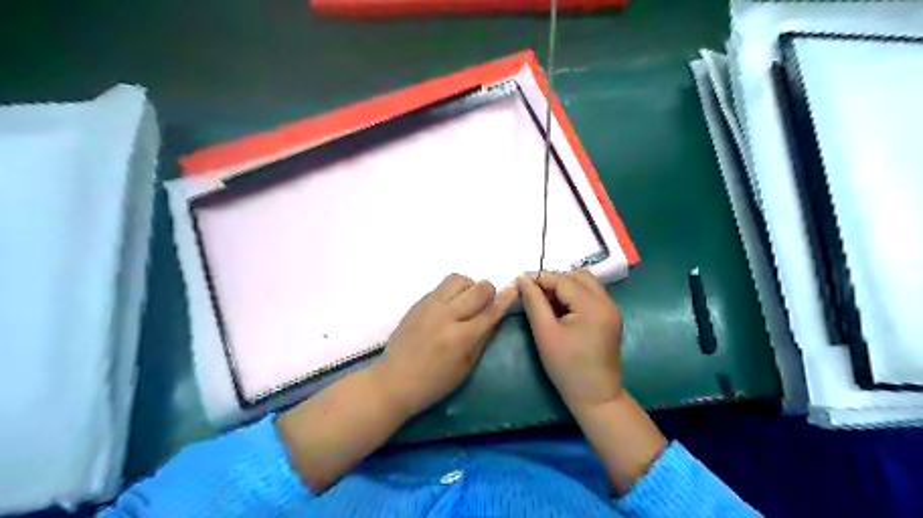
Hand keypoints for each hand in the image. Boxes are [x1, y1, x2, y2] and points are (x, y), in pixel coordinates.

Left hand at [375, 273, 516, 418]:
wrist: (393, 380)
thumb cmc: (434, 383)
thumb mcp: (465, 367)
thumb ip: (483, 339)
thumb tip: (496, 317)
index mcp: (461, 337)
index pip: (491, 310)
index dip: (506, 298)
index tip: (516, 288)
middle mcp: (446, 315)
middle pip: (478, 288)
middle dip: (489, 291)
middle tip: (485, 303)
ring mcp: (430, 306)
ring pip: (459, 279)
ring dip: (469, 287)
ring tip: (466, 302)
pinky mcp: (418, 302)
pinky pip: (442, 286)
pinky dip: (452, 291)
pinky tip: (448, 306)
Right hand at [515, 271, 622, 411]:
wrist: (596, 396)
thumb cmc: (567, 367)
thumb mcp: (545, 334)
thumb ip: (534, 302)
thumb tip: (523, 279)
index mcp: (593, 306)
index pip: (563, 280)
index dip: (540, 278)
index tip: (520, 282)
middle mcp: (607, 302)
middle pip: (578, 276)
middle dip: (554, 279)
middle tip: (534, 292)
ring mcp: (612, 309)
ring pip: (586, 283)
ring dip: (565, 285)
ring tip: (545, 299)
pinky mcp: (611, 317)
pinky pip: (591, 294)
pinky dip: (574, 294)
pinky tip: (560, 307)